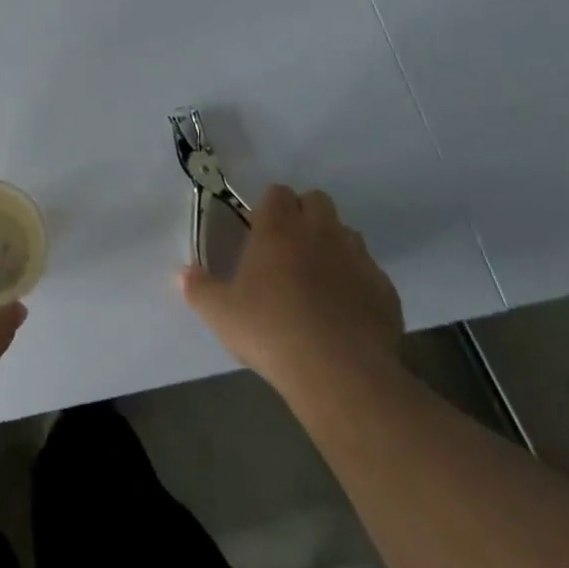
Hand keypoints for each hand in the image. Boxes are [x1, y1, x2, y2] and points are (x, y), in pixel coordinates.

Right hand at [180, 185, 404, 406]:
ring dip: (333, 245)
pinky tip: (346, 311)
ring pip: (347, 233)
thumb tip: (182, 274)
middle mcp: (320, 232)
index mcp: (278, 228)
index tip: (259, 233)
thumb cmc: (271, 332)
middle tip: (288, 250)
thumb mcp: (220, 313)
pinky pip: (370, 272)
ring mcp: (358, 258)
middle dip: (304, 216)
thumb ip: (198, 289)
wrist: (341, 374)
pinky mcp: (385, 290)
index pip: (277, 192)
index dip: (269, 208)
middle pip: (317, 201)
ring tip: (318, 279)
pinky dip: (357, 282)